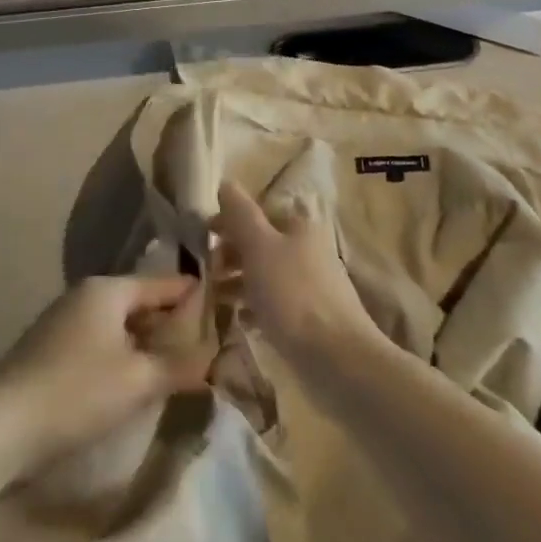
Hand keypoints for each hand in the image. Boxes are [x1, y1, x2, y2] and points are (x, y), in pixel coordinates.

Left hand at [0, 276, 211, 468]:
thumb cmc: (76, 391)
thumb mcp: (137, 381)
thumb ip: (179, 366)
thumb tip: (214, 357)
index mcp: (108, 290)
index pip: (162, 284)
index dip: (193, 295)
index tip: (224, 305)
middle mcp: (86, 295)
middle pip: (140, 302)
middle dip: (171, 322)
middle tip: (207, 343)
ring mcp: (65, 321)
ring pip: (119, 324)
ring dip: (146, 342)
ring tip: (177, 364)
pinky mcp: (52, 349)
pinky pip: (101, 341)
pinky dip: (123, 354)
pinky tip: (135, 379)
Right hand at [212, 182, 377, 373]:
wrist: (337, 358)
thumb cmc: (292, 294)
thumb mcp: (259, 246)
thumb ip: (240, 214)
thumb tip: (226, 183)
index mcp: (298, 226)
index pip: (257, 211)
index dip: (229, 221)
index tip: (203, 238)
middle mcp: (307, 249)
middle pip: (260, 242)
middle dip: (230, 253)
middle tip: (206, 272)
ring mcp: (310, 284)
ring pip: (265, 273)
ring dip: (237, 281)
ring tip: (213, 297)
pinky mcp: (310, 317)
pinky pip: (274, 303)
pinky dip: (253, 306)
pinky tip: (238, 319)